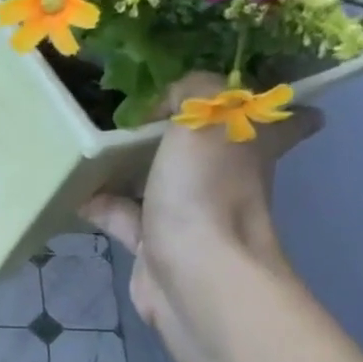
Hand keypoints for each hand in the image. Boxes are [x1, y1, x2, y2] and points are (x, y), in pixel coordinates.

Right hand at [83, 72, 323, 323]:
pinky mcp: (156, 243)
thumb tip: (166, 104)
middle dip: (185, 130)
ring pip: (162, 180)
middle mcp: (228, 179)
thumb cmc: (207, 189)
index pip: (287, 121)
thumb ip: (191, 89)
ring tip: (97, 142)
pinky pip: (124, 215)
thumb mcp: (205, 114)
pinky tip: (74, 188)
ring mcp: (191, 213)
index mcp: (253, 145)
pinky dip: (100, 203)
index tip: (258, 93)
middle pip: (212, 147)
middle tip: (146, 108)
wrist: (193, 273)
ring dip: (133, 165)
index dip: (282, 107)